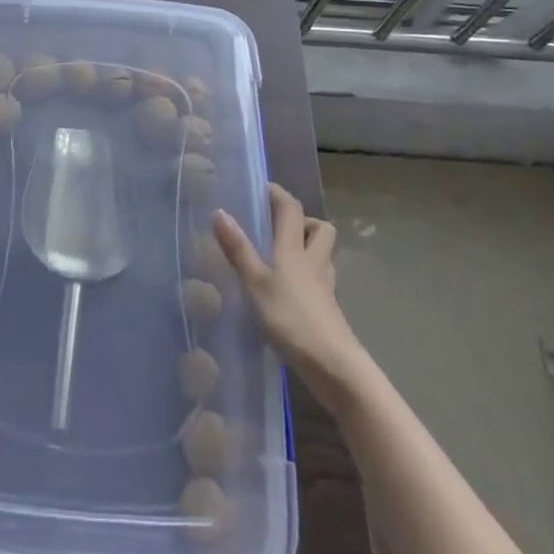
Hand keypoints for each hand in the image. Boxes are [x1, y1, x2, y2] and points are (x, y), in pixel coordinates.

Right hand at [213, 184, 368, 401]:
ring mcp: (324, 287)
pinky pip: (319, 281)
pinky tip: (290, 291)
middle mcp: (313, 262)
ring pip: (322, 255)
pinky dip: (307, 278)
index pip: (291, 208)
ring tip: (281, 257)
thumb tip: (219, 211)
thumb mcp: (256, 283)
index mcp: (295, 249)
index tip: (262, 188)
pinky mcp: (328, 310)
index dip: (278, 194)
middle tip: (277, 227)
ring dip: (307, 248)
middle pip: (319, 229)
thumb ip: (238, 249)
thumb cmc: (291, 318)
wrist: (334, 366)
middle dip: (303, 221)